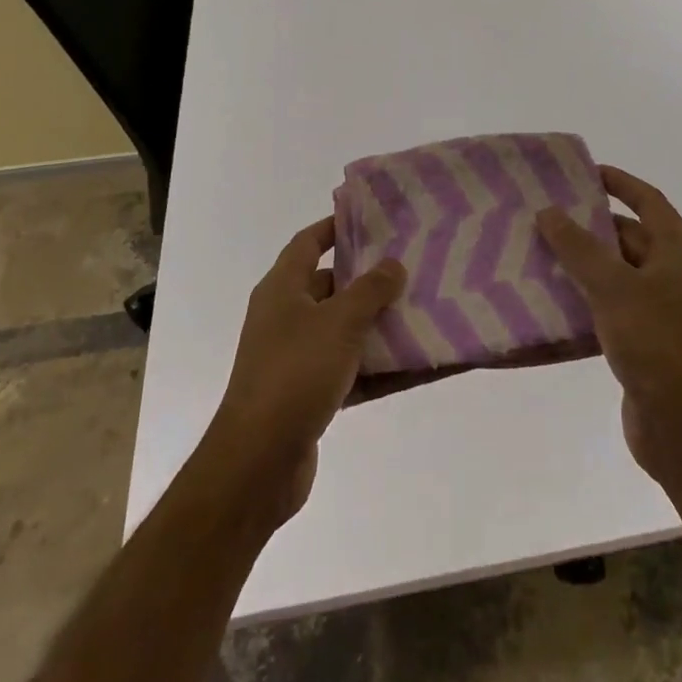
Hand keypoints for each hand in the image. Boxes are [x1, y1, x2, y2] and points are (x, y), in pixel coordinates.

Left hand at [206, 217, 406, 526]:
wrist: (258, 462)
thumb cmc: (295, 373)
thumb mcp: (339, 322)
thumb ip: (370, 290)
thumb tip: (393, 264)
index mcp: (282, 290)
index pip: (307, 243)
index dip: (335, 227)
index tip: (372, 219)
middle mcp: (285, 318)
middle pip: (330, 286)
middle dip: (368, 279)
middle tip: (411, 267)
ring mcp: (295, 359)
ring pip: (344, 331)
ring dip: (378, 325)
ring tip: (423, 312)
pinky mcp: (308, 396)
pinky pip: (351, 371)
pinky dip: (378, 368)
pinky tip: (416, 366)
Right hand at [535, 168, 681, 497]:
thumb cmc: (654, 341)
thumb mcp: (613, 286)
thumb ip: (578, 246)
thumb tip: (548, 212)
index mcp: (679, 252)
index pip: (649, 201)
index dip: (620, 182)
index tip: (585, 172)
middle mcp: (675, 274)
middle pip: (631, 236)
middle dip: (592, 224)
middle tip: (549, 214)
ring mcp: (662, 309)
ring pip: (618, 271)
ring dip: (585, 261)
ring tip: (542, 250)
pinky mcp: (646, 339)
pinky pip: (612, 303)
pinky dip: (586, 294)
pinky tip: (553, 295)